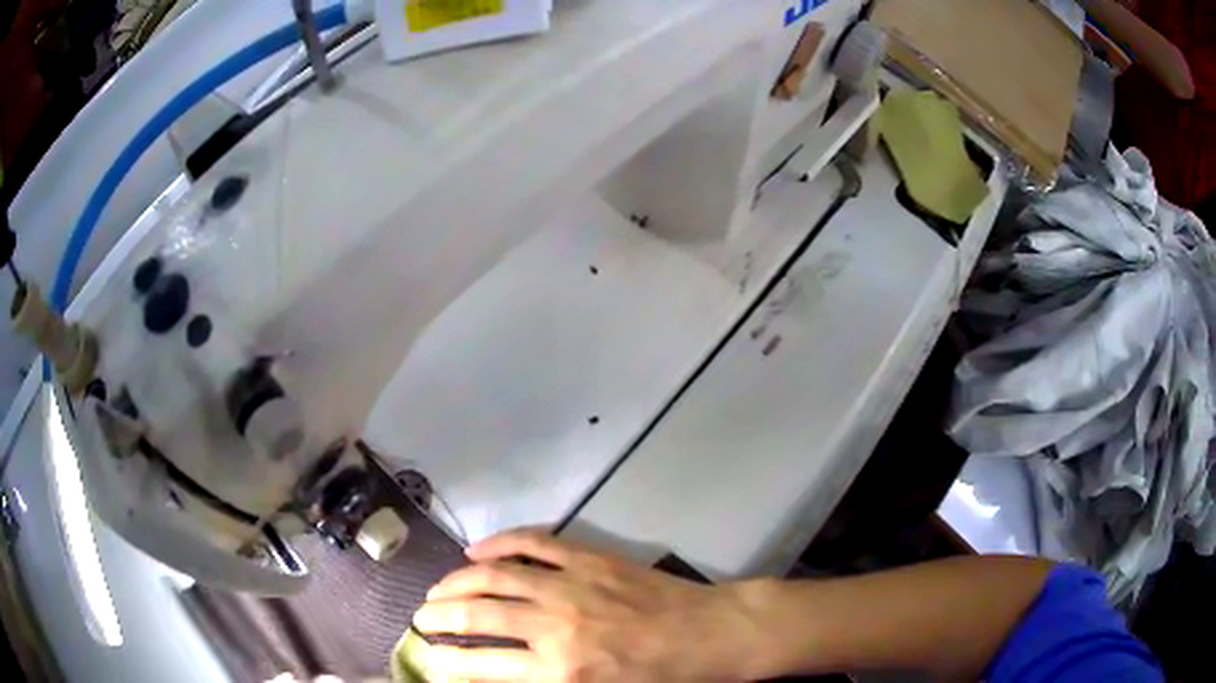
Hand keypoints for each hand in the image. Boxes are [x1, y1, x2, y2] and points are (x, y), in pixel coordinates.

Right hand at [412, 530, 766, 681]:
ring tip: (437, 589)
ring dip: (457, 581)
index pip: (482, 666)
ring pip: (494, 575)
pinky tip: (477, 549)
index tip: (429, 657)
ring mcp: (570, 586)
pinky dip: (499, 543)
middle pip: (477, 616)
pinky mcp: (588, 558)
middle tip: (422, 617)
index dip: (447, 662)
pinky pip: (533, 543)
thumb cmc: (660, 677)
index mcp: (561, 672)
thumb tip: (503, 674)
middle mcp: (555, 627)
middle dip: (439, 617)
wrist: (710, 634)